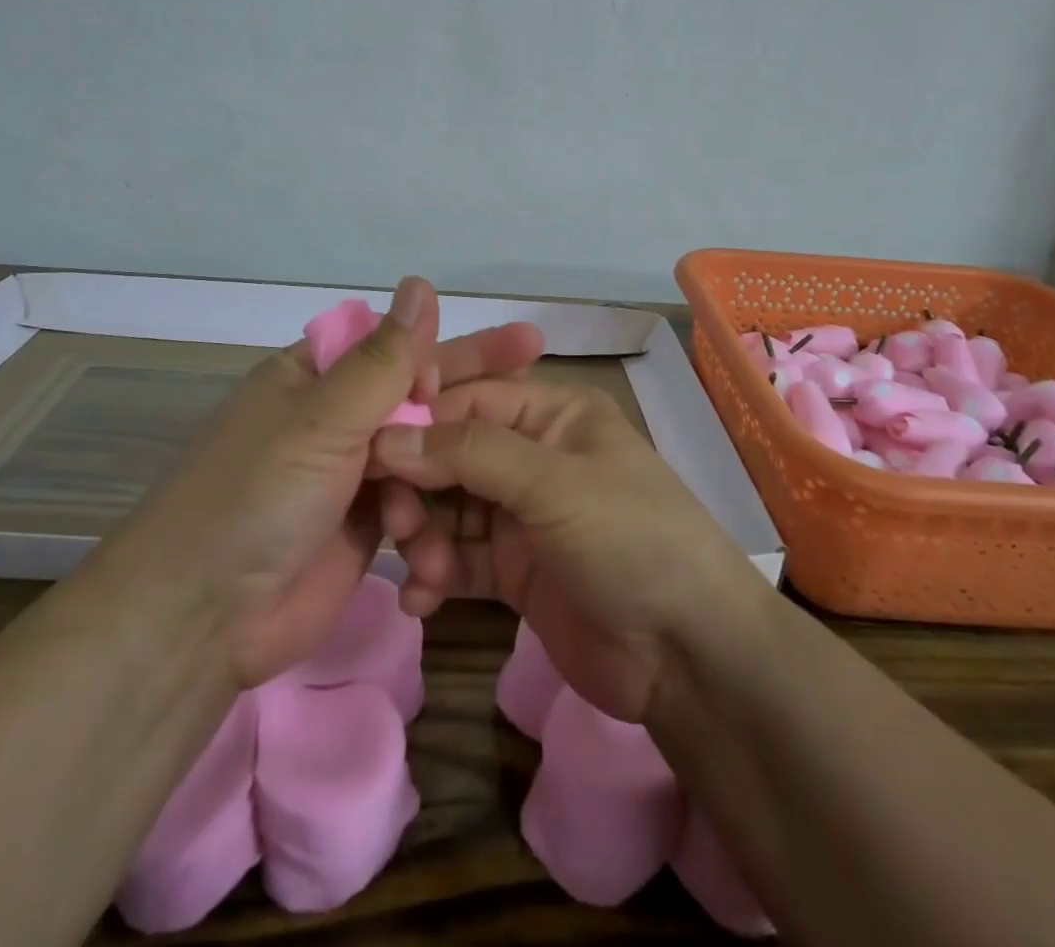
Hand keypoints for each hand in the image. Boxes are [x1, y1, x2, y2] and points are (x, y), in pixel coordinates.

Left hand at [125, 278, 543, 689]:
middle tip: (540, 362)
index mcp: (315, 377)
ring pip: (424, 451)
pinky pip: (417, 503)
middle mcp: (334, 419)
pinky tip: (477, 515)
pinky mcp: (365, 525)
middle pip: (418, 395)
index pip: (397, 347)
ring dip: (460, 457)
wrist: (203, 620)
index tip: (514, 348)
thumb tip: (421, 283)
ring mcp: (351, 474)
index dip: (454, 347)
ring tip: (512, 456)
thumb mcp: (323, 419)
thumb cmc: (258, 496)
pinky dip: (441, 508)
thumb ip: (383, 359)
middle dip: (475, 386)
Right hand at [371, 380, 766, 722]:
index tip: (365, 448)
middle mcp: (532, 455)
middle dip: (418, 485)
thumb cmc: (630, 539)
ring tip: (422, 569)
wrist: (689, 655)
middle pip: (451, 454)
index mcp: (552, 413)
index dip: (418, 419)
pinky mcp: (514, 570)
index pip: (469, 398)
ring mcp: (522, 515)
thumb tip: (386, 437)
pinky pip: (458, 559)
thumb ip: (468, 454)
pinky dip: (435, 575)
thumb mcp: (553, 484)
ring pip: (448, 509)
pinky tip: (422, 600)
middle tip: (395, 522)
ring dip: (424, 535)